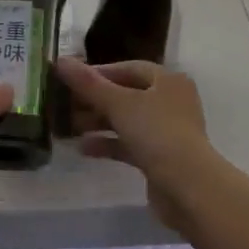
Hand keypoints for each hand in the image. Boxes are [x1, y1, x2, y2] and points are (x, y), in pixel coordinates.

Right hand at [54, 59, 220, 229]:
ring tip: (69, 128)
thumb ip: (88, 84)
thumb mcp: (119, 104)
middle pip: (127, 95)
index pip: (129, 68)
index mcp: (168, 81)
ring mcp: (167, 131)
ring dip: (99, 123)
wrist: (189, 188)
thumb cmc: (156, 134)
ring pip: (127, 121)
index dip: (100, 73)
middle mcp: (171, 102)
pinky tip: (84, 149)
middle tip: (65, 106)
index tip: (72, 80)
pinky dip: (109, 144)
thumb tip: (60, 60)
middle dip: (95, 101)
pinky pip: (130, 144)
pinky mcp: (162, 158)